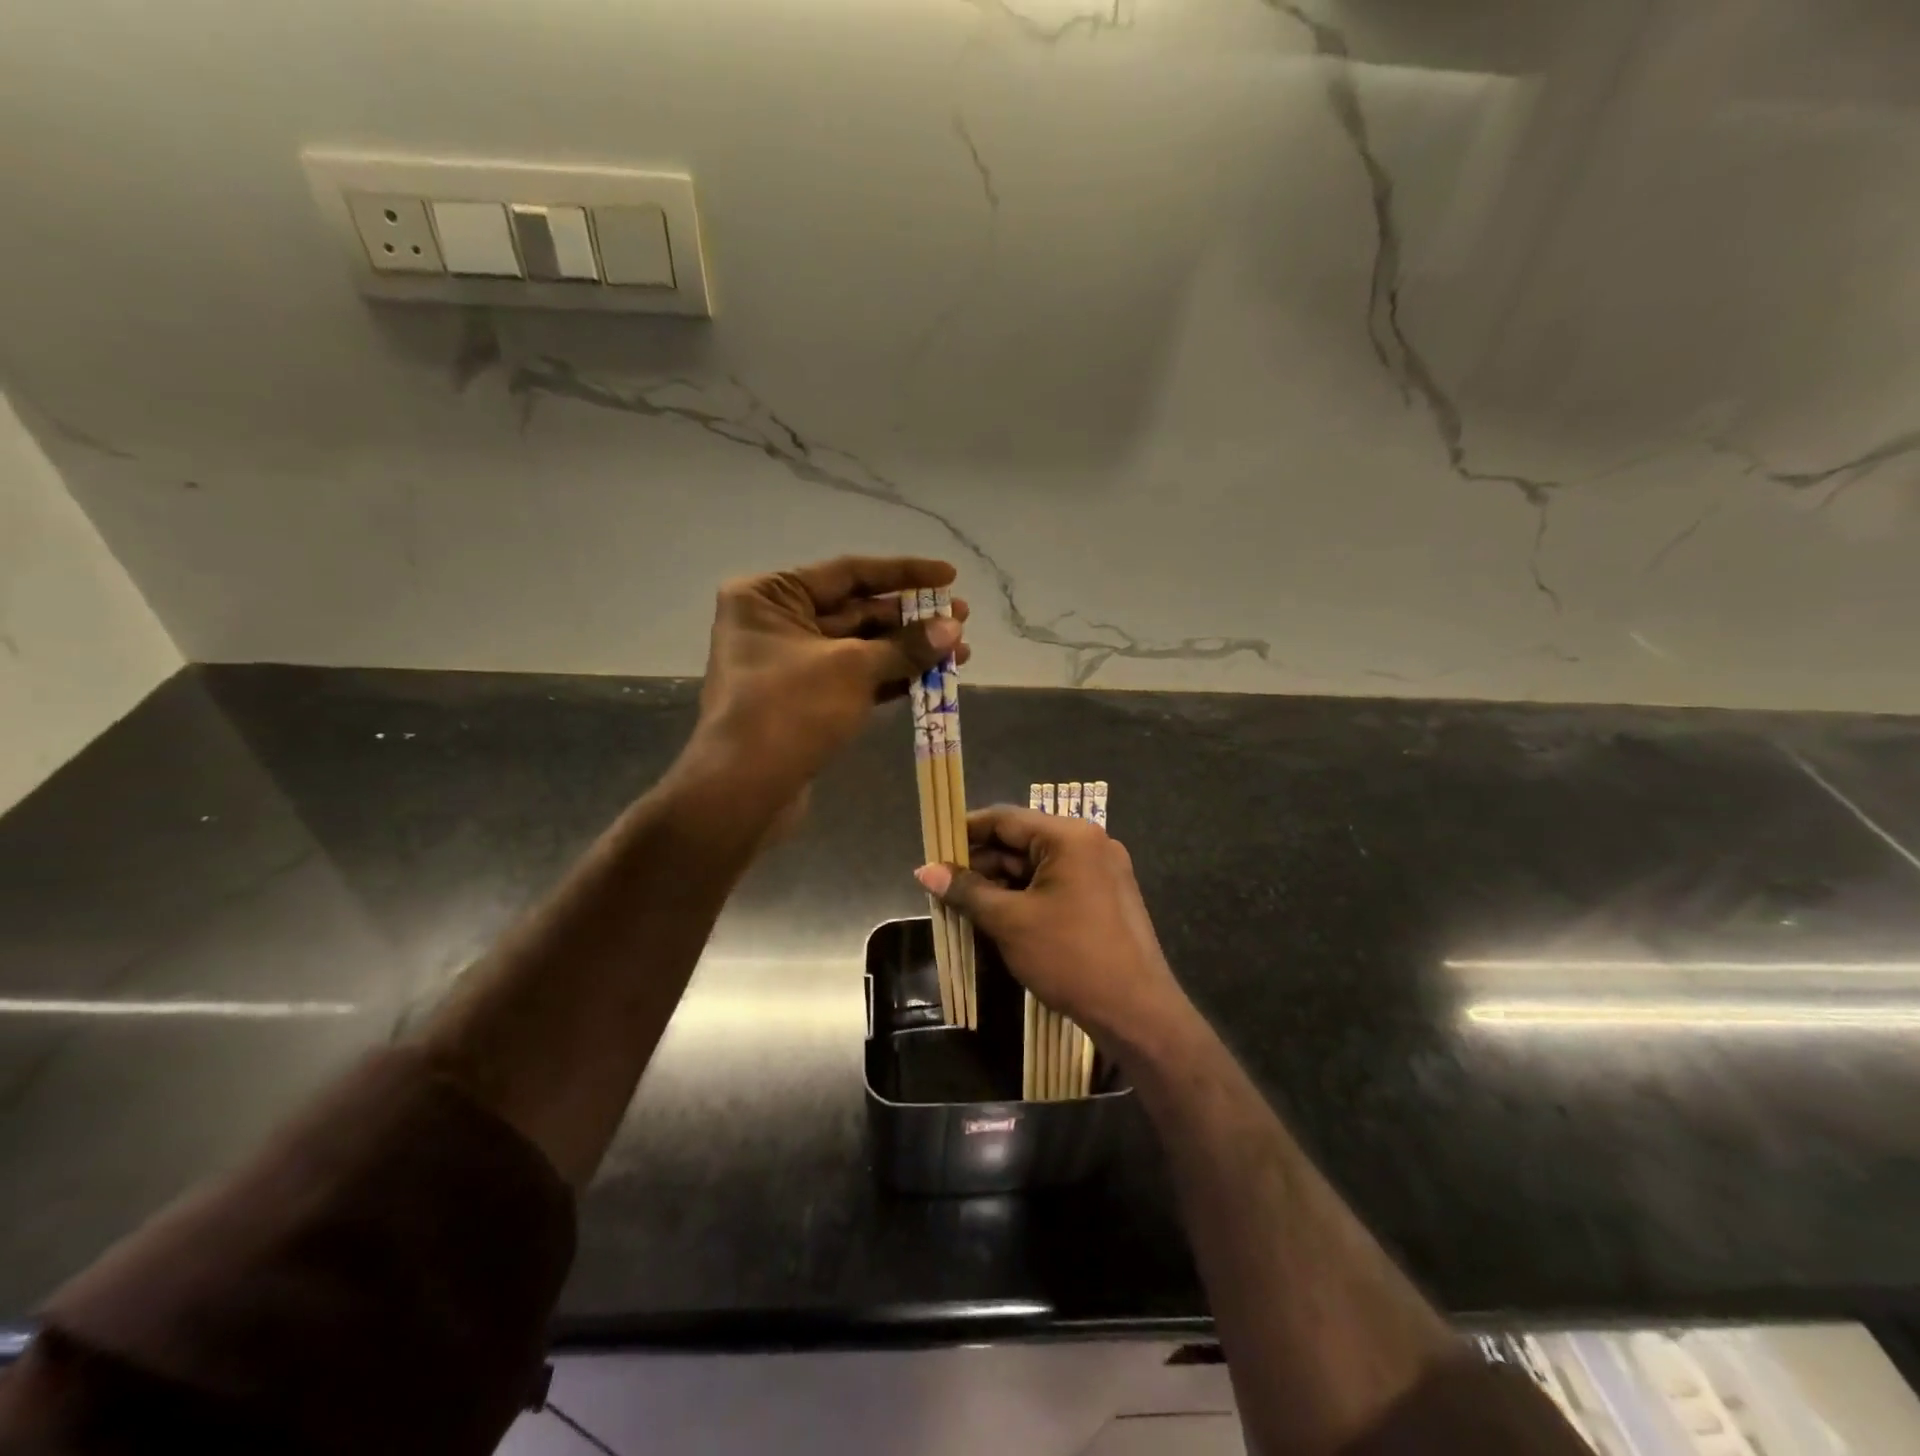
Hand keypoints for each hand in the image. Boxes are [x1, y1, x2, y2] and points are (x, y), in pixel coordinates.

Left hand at [693, 555, 968, 819]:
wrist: (744, 789)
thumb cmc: (790, 709)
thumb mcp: (853, 668)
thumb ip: (906, 645)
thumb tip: (953, 628)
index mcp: (770, 596)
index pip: (849, 573)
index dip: (904, 574)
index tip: (950, 576)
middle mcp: (775, 622)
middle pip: (856, 610)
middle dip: (911, 618)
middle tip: (962, 619)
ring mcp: (789, 665)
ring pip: (859, 648)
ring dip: (908, 650)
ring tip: (960, 650)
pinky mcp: (803, 701)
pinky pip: (854, 679)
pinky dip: (891, 678)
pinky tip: (933, 677)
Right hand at [916, 806, 1193, 1056]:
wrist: (1136, 1011)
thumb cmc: (1070, 957)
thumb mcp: (1010, 922)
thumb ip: (966, 891)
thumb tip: (925, 871)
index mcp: (1069, 836)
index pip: (1005, 819)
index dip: (965, 832)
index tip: (933, 848)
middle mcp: (1089, 842)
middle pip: (1021, 841)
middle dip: (981, 863)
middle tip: (942, 884)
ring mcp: (1101, 869)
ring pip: (1037, 865)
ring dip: (1001, 882)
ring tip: (963, 903)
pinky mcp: (1105, 895)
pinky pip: (1056, 883)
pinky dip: (1026, 894)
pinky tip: (998, 914)